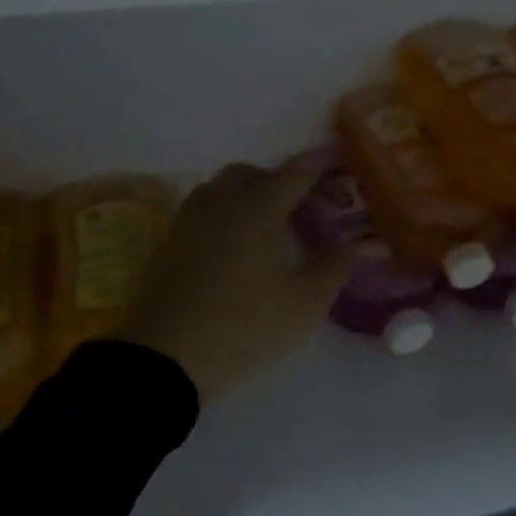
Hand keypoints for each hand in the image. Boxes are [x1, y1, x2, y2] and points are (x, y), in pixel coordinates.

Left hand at [118, 161, 351, 403]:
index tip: (333, 158)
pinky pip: (199, 210)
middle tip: (297, 206)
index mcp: (259, 208)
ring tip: (262, 225)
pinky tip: (229, 246)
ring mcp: (189, 221)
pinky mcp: (168, 243)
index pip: (293, 173)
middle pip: (250, 172)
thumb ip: (332, 269)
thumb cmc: (244, 326)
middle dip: (276, 180)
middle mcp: (222, 203)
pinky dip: (220, 214)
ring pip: (219, 187)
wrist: (165, 357)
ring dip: (243, 193)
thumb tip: (350, 246)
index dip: (316, 163)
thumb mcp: (303, 306)